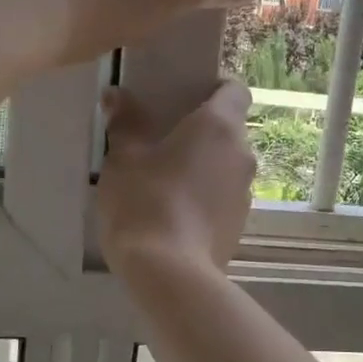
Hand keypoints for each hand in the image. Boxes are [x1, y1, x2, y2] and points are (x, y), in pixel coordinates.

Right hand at [97, 81, 255, 278]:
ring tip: (165, 183)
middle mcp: (242, 154)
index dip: (215, 88)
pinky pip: (222, 198)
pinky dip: (205, 198)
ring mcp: (245, 193)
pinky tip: (174, 215)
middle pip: (228, 130)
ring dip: (203, 168)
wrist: (170, 273)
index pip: (235, 90)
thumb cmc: (146, 201)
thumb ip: (125, 122)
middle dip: (200, 132)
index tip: (186, 97)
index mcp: (219, 126)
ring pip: (225, 166)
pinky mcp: (240, 225)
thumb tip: (117, 95)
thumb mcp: (124, 158)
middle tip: (162, 142)